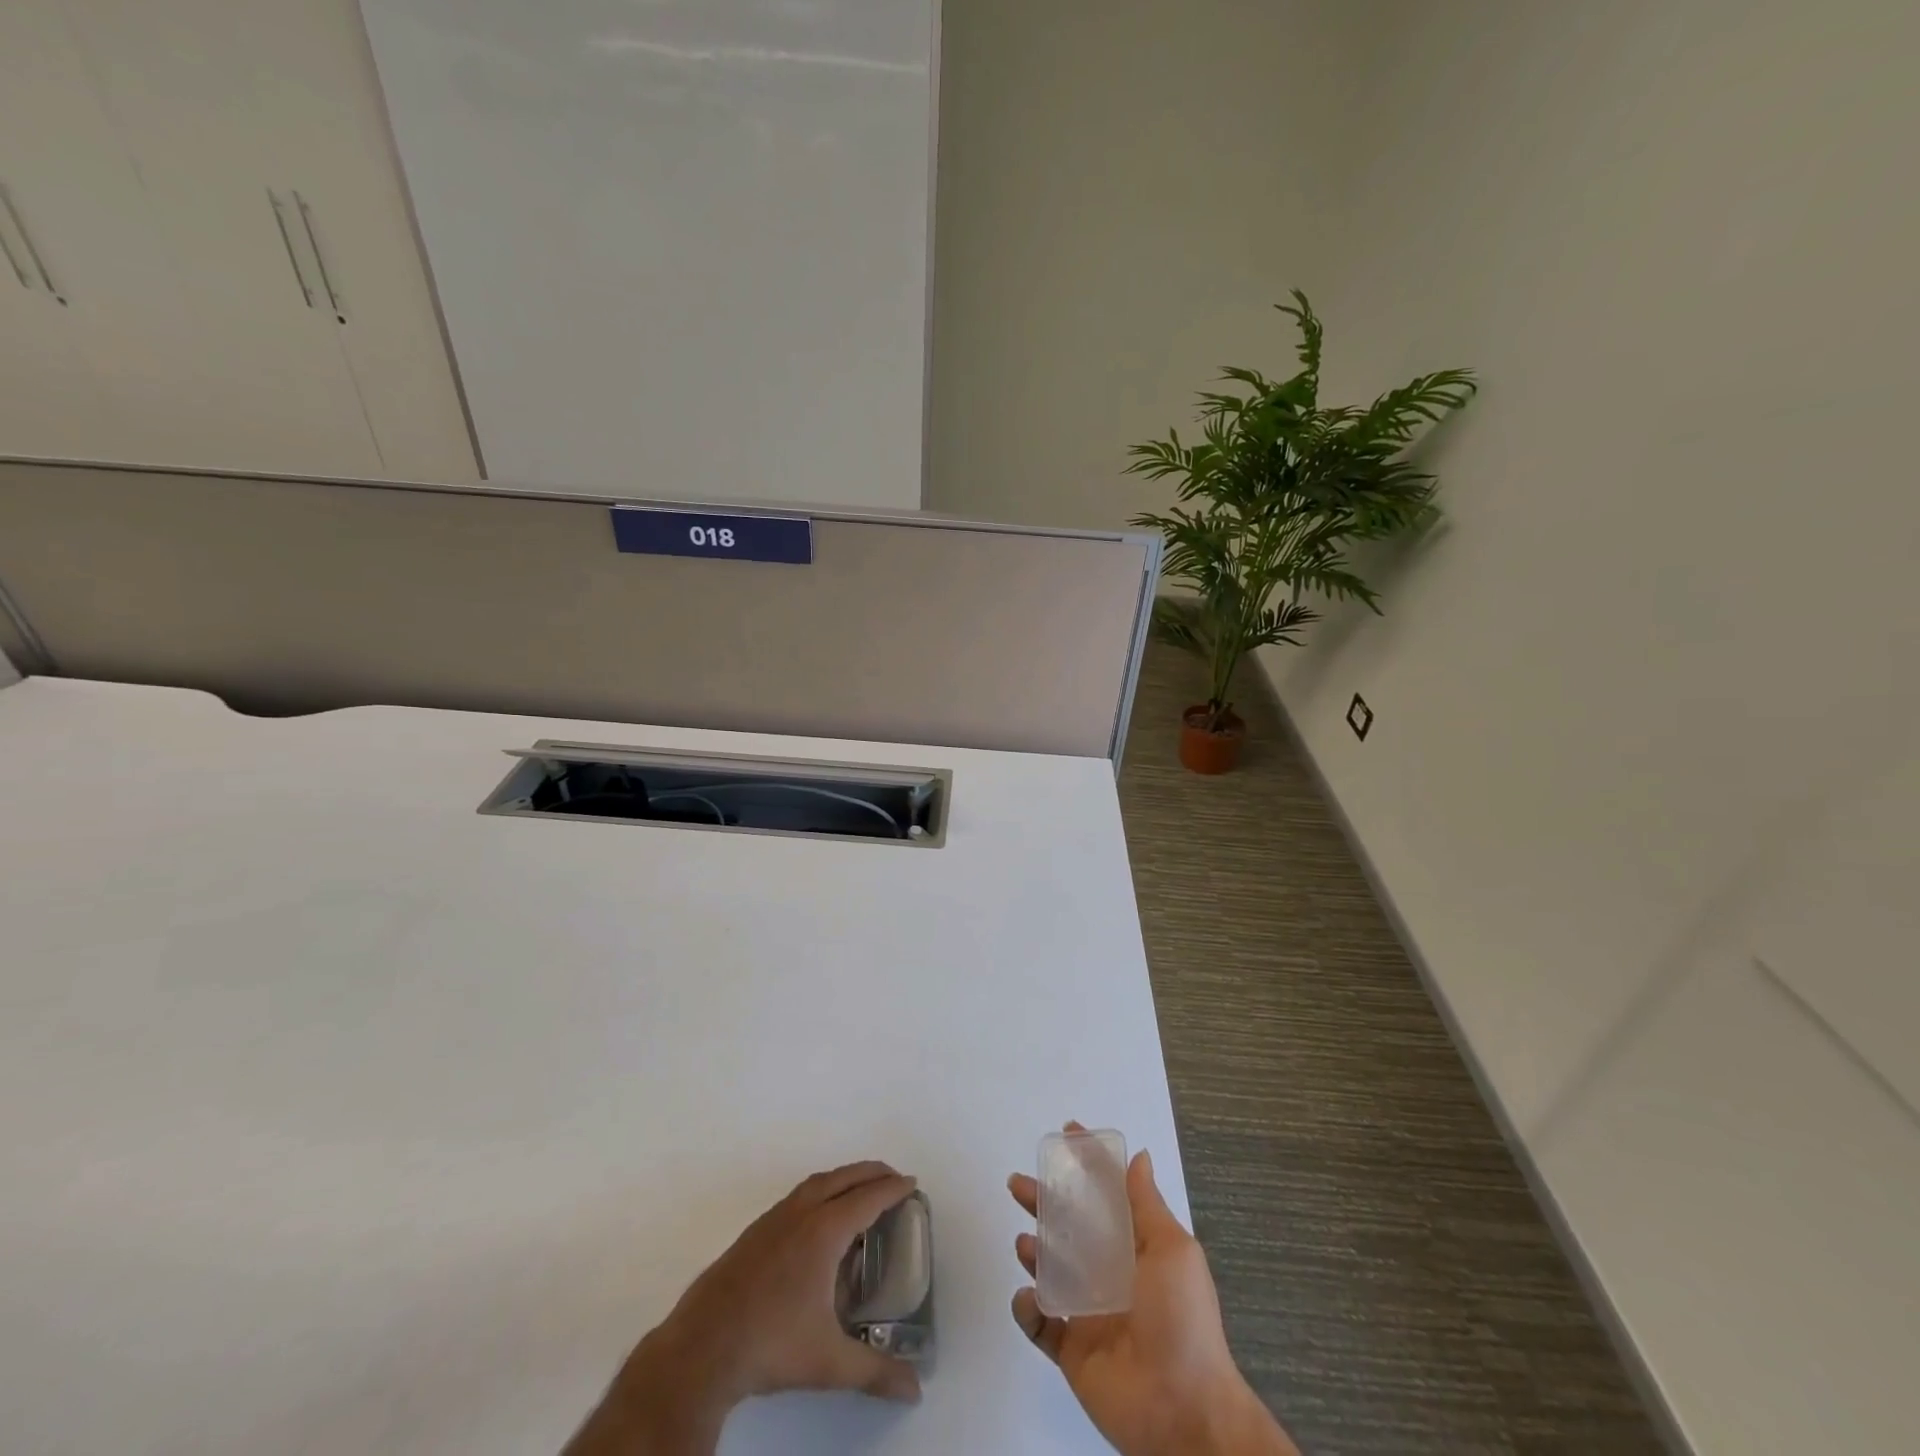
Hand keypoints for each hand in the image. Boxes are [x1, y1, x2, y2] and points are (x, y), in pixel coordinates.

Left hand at [567, 1162, 922, 1455]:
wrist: (701, 1348)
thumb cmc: (771, 1345)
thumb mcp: (829, 1362)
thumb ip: (874, 1372)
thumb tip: (915, 1390)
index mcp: (823, 1231)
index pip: (867, 1198)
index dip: (892, 1189)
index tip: (912, 1183)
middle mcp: (800, 1213)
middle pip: (843, 1178)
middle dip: (871, 1173)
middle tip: (893, 1179)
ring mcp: (773, 1219)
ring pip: (817, 1183)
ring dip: (843, 1179)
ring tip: (859, 1193)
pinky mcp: (754, 1232)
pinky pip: (797, 1196)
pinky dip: (819, 1192)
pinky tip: (818, 1220)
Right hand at [1008, 1137, 1298, 1455]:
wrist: (1184, 1413)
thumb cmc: (1182, 1321)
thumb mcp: (1173, 1251)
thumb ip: (1147, 1205)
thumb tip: (1139, 1157)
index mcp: (1136, 1249)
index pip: (1107, 1196)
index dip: (1089, 1164)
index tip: (1067, 1134)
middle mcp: (1111, 1275)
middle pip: (1069, 1227)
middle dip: (1043, 1202)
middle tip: (1018, 1183)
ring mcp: (1089, 1313)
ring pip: (1051, 1271)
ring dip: (1034, 1252)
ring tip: (1025, 1244)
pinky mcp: (1072, 1351)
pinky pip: (1041, 1323)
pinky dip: (1029, 1308)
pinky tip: (1029, 1297)